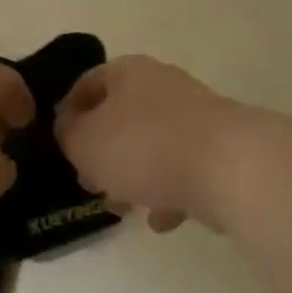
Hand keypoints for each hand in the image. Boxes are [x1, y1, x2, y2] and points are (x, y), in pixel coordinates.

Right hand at [55, 55, 240, 231]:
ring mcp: (196, 116)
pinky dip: (169, 192)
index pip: (87, 84)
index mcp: (127, 72)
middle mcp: (162, 85)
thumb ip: (68, 135)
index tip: (60, 145)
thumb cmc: (144, 147)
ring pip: (152, 144)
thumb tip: (70, 130)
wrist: (231, 167)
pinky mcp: (221, 148)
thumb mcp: (84, 142)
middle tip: (89, 181)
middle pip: (121, 116)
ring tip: (122, 207)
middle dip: (102, 151)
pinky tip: (161, 220)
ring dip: (134, 175)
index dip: (67, 114)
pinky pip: (183, 168)